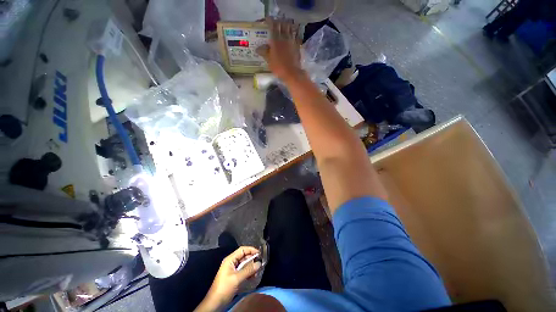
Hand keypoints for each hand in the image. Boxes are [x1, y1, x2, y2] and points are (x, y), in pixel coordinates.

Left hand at [195, 247, 261, 311]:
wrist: (215, 303)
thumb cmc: (224, 288)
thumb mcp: (237, 278)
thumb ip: (248, 270)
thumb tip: (259, 263)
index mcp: (230, 259)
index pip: (242, 250)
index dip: (251, 250)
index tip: (259, 253)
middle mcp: (231, 262)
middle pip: (244, 256)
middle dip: (252, 259)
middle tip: (260, 263)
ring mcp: (232, 270)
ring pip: (244, 264)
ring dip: (251, 267)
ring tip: (257, 271)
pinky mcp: (234, 276)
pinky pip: (243, 271)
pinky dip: (248, 272)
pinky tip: (253, 276)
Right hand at [256, 18, 305, 82]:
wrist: (292, 73)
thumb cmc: (279, 67)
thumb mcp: (269, 61)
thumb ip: (264, 52)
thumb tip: (257, 48)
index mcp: (276, 40)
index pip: (272, 26)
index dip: (269, 21)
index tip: (267, 19)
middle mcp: (284, 38)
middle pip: (282, 25)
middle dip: (278, 22)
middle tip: (275, 23)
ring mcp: (292, 41)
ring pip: (289, 28)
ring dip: (286, 26)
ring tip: (283, 27)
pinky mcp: (297, 46)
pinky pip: (295, 36)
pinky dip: (293, 33)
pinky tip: (291, 35)